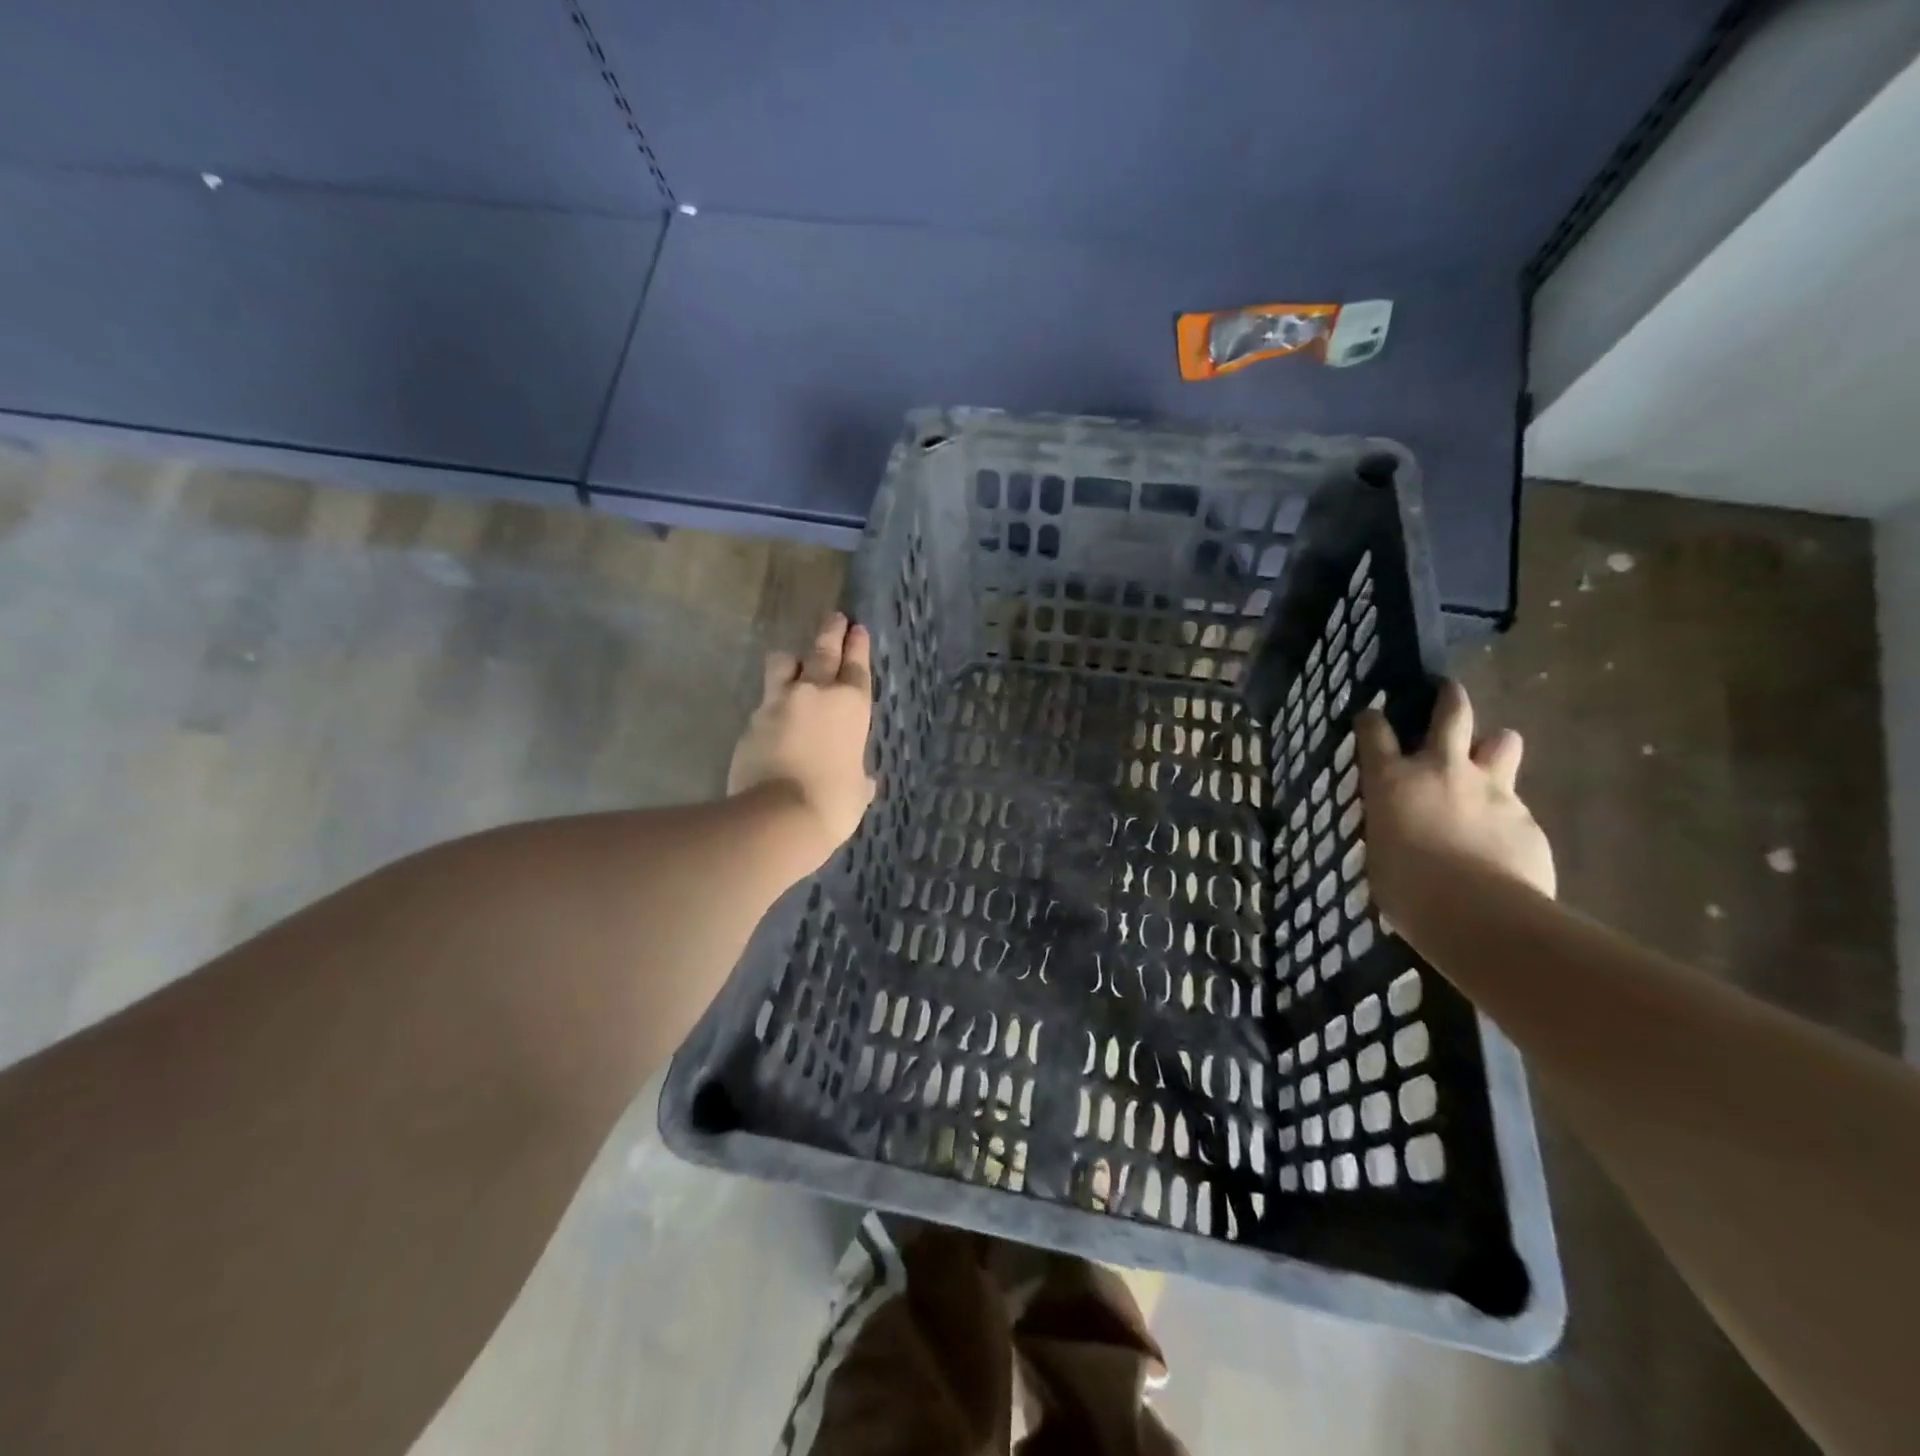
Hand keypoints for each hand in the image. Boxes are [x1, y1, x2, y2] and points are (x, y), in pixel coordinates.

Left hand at [729, 612, 877, 860]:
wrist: (778, 816)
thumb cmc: (833, 803)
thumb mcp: (856, 792)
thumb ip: (859, 779)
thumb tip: (863, 781)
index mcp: (851, 706)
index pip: (856, 666)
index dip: (857, 646)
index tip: (857, 628)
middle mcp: (815, 694)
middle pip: (822, 651)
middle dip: (831, 633)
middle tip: (835, 617)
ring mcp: (778, 703)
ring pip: (784, 664)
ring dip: (791, 661)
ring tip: (794, 664)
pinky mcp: (751, 720)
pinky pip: (764, 701)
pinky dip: (772, 704)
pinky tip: (774, 717)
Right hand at [1356, 681, 1555, 929]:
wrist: (1479, 914)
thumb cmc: (1407, 889)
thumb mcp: (1380, 853)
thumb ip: (1391, 827)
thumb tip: (1398, 829)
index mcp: (1393, 780)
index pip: (1374, 732)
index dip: (1372, 720)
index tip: (1371, 716)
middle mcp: (1442, 770)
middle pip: (1452, 713)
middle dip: (1450, 697)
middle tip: (1448, 690)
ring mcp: (1491, 789)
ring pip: (1503, 742)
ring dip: (1495, 746)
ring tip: (1492, 758)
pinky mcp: (1526, 816)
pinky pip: (1517, 801)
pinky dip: (1507, 810)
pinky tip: (1502, 836)